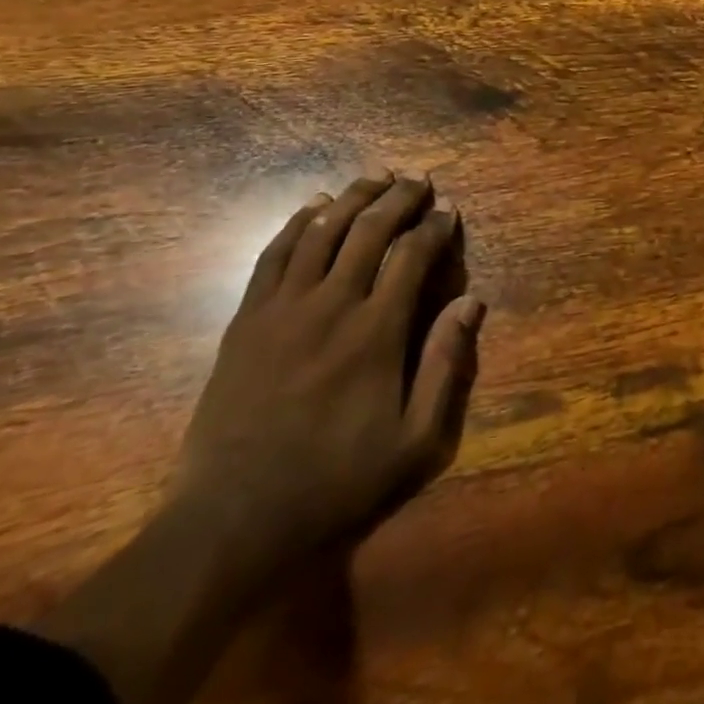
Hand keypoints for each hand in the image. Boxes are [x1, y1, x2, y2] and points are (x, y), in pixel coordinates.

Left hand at [173, 168, 485, 566]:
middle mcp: (331, 306)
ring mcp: (282, 310)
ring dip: (352, 198)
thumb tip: (472, 301)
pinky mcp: (246, 322)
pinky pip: (273, 255)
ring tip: (375, 178)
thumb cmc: (336, 484)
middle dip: (399, 198)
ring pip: (321, 232)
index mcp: (376, 332)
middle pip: (369, 230)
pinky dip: (296, 223)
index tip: (449, 210)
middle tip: (419, 181)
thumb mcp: (416, 443)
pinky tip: (313, 207)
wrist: (231, 525)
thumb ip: (446, 366)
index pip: (412, 255)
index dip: (435, 226)